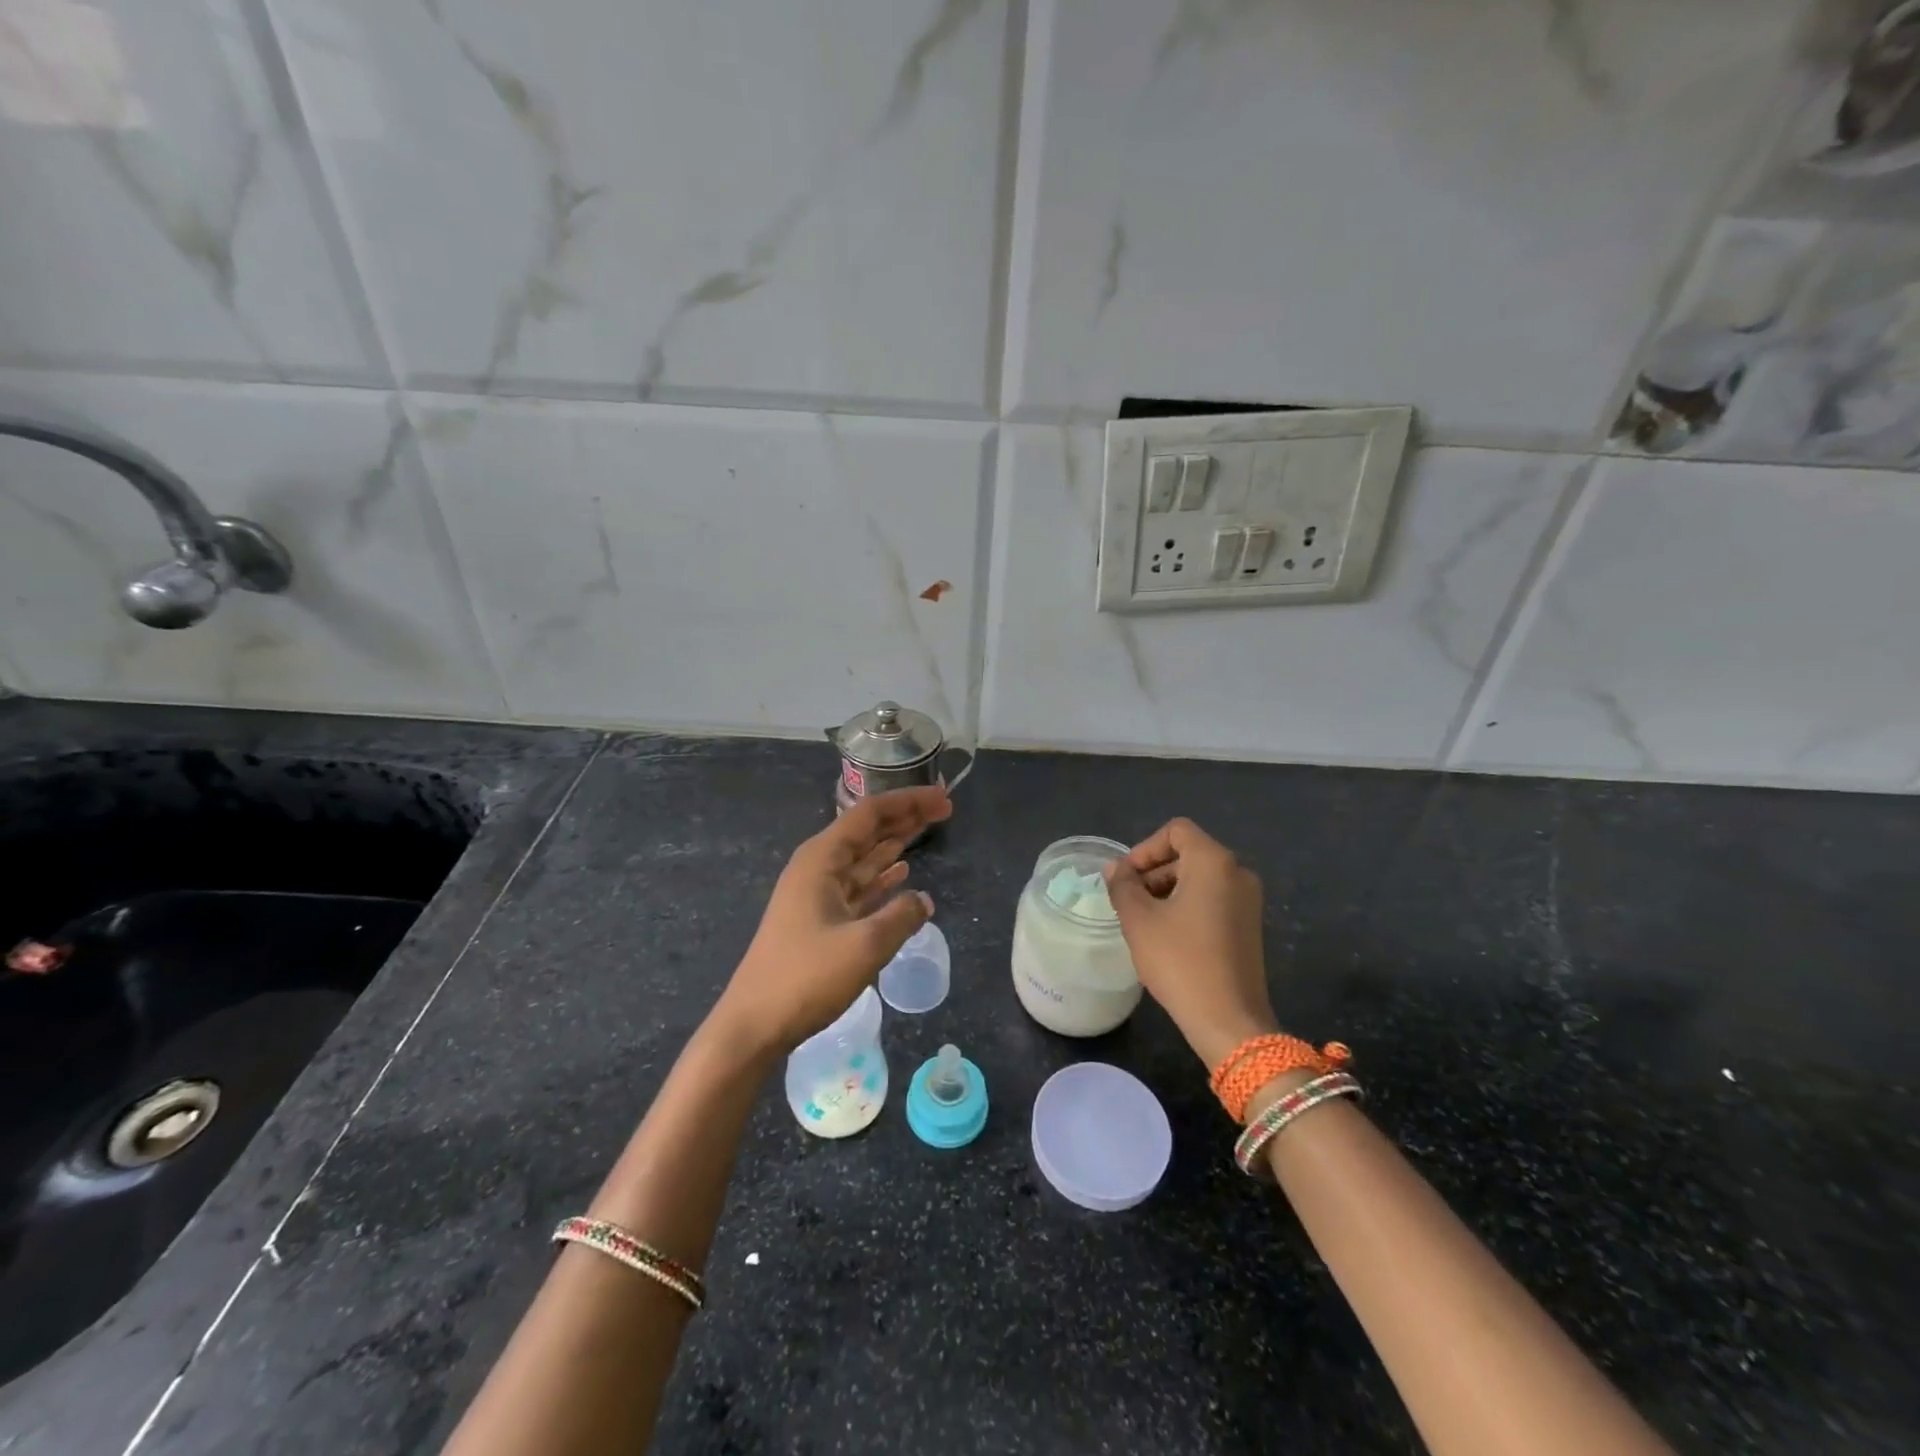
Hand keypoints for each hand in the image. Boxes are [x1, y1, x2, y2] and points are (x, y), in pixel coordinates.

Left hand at [712, 786, 949, 1055]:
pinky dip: (881, 878)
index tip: (944, 798)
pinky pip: (857, 887)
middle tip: (944, 810)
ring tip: (928, 830)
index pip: (870, 815)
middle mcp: (817, 868)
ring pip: (863, 858)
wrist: (755, 1024)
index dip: (909, 803)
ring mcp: (816, 895)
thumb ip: (902, 917)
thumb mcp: (865, 945)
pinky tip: (902, 875)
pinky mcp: (818, 920)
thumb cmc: (806, 977)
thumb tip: (924, 900)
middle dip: (904, 818)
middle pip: (866, 832)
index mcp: (821, 859)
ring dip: (894, 844)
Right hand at [1104, 817, 1277, 1069]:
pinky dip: (1187, 905)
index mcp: (1214, 862)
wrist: (1229, 1021)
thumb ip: (1123, 886)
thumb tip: (1116, 869)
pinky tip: (1168, 936)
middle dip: (1153, 871)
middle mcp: (1238, 872)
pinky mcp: (1249, 925)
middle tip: (1128, 902)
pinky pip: (1213, 898)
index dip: (1144, 849)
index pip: (1176, 830)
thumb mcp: (1139, 920)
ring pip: (1199, 877)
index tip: (1126, 879)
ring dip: (1167, 890)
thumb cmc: (1180, 961)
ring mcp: (1248, 900)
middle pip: (1188, 852)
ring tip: (1144, 921)